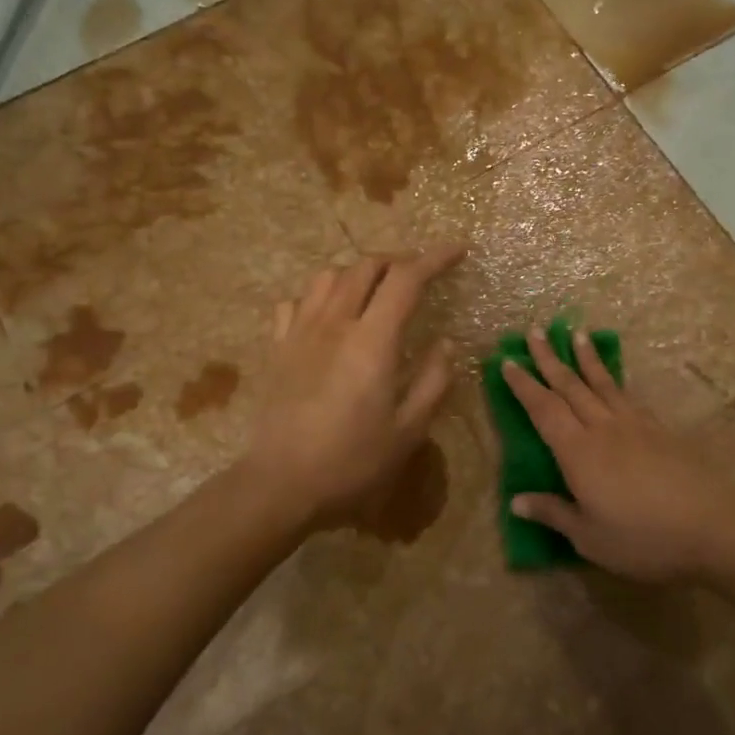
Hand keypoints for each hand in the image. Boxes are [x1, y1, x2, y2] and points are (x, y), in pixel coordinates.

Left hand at [244, 248, 462, 525]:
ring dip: (357, 272)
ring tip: (374, 291)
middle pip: (366, 266)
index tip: (458, 251)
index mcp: (372, 341)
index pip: (406, 279)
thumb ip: (432, 381)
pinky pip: (295, 302)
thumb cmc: (352, 462)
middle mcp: (335, 323)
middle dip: (398, 261)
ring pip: (328, 276)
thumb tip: (444, 343)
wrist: (281, 484)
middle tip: (418, 276)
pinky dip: (317, 297)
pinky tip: (327, 315)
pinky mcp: (277, 348)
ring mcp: (300, 332)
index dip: (435, 259)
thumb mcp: (408, 431)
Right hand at [502, 328, 734, 583]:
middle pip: (570, 386)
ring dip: (585, 358)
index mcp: (578, 452)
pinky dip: (614, 380)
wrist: (712, 526)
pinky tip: (613, 380)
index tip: (507, 362)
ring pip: (602, 384)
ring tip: (576, 334)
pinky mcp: (659, 430)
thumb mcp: (590, 537)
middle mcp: (602, 428)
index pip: (543, 410)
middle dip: (549, 359)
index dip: (524, 386)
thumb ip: (554, 513)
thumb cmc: (643, 537)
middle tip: (534, 331)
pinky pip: (627, 396)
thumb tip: (516, 501)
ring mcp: (634, 425)